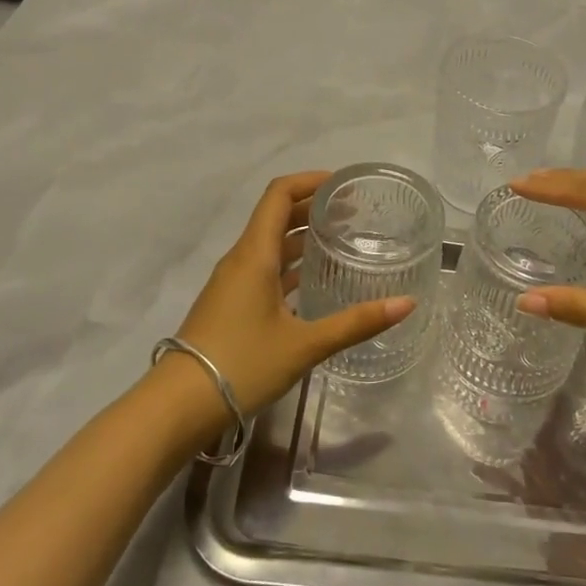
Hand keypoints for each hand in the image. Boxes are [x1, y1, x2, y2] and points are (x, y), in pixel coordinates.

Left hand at [169, 172, 414, 417]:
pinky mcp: (231, 303)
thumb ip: (356, 323)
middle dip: (313, 207)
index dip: (310, 180)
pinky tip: (314, 280)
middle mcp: (241, 259)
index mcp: (255, 254)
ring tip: (341, 240)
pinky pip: (264, 268)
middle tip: (354, 212)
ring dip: (302, 235)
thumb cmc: (242, 364)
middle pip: (276, 215)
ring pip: (270, 243)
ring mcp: (233, 282)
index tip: (344, 184)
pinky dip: (291, 263)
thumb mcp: (305, 344)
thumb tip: (407, 303)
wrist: (179, 405)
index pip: (279, 194)